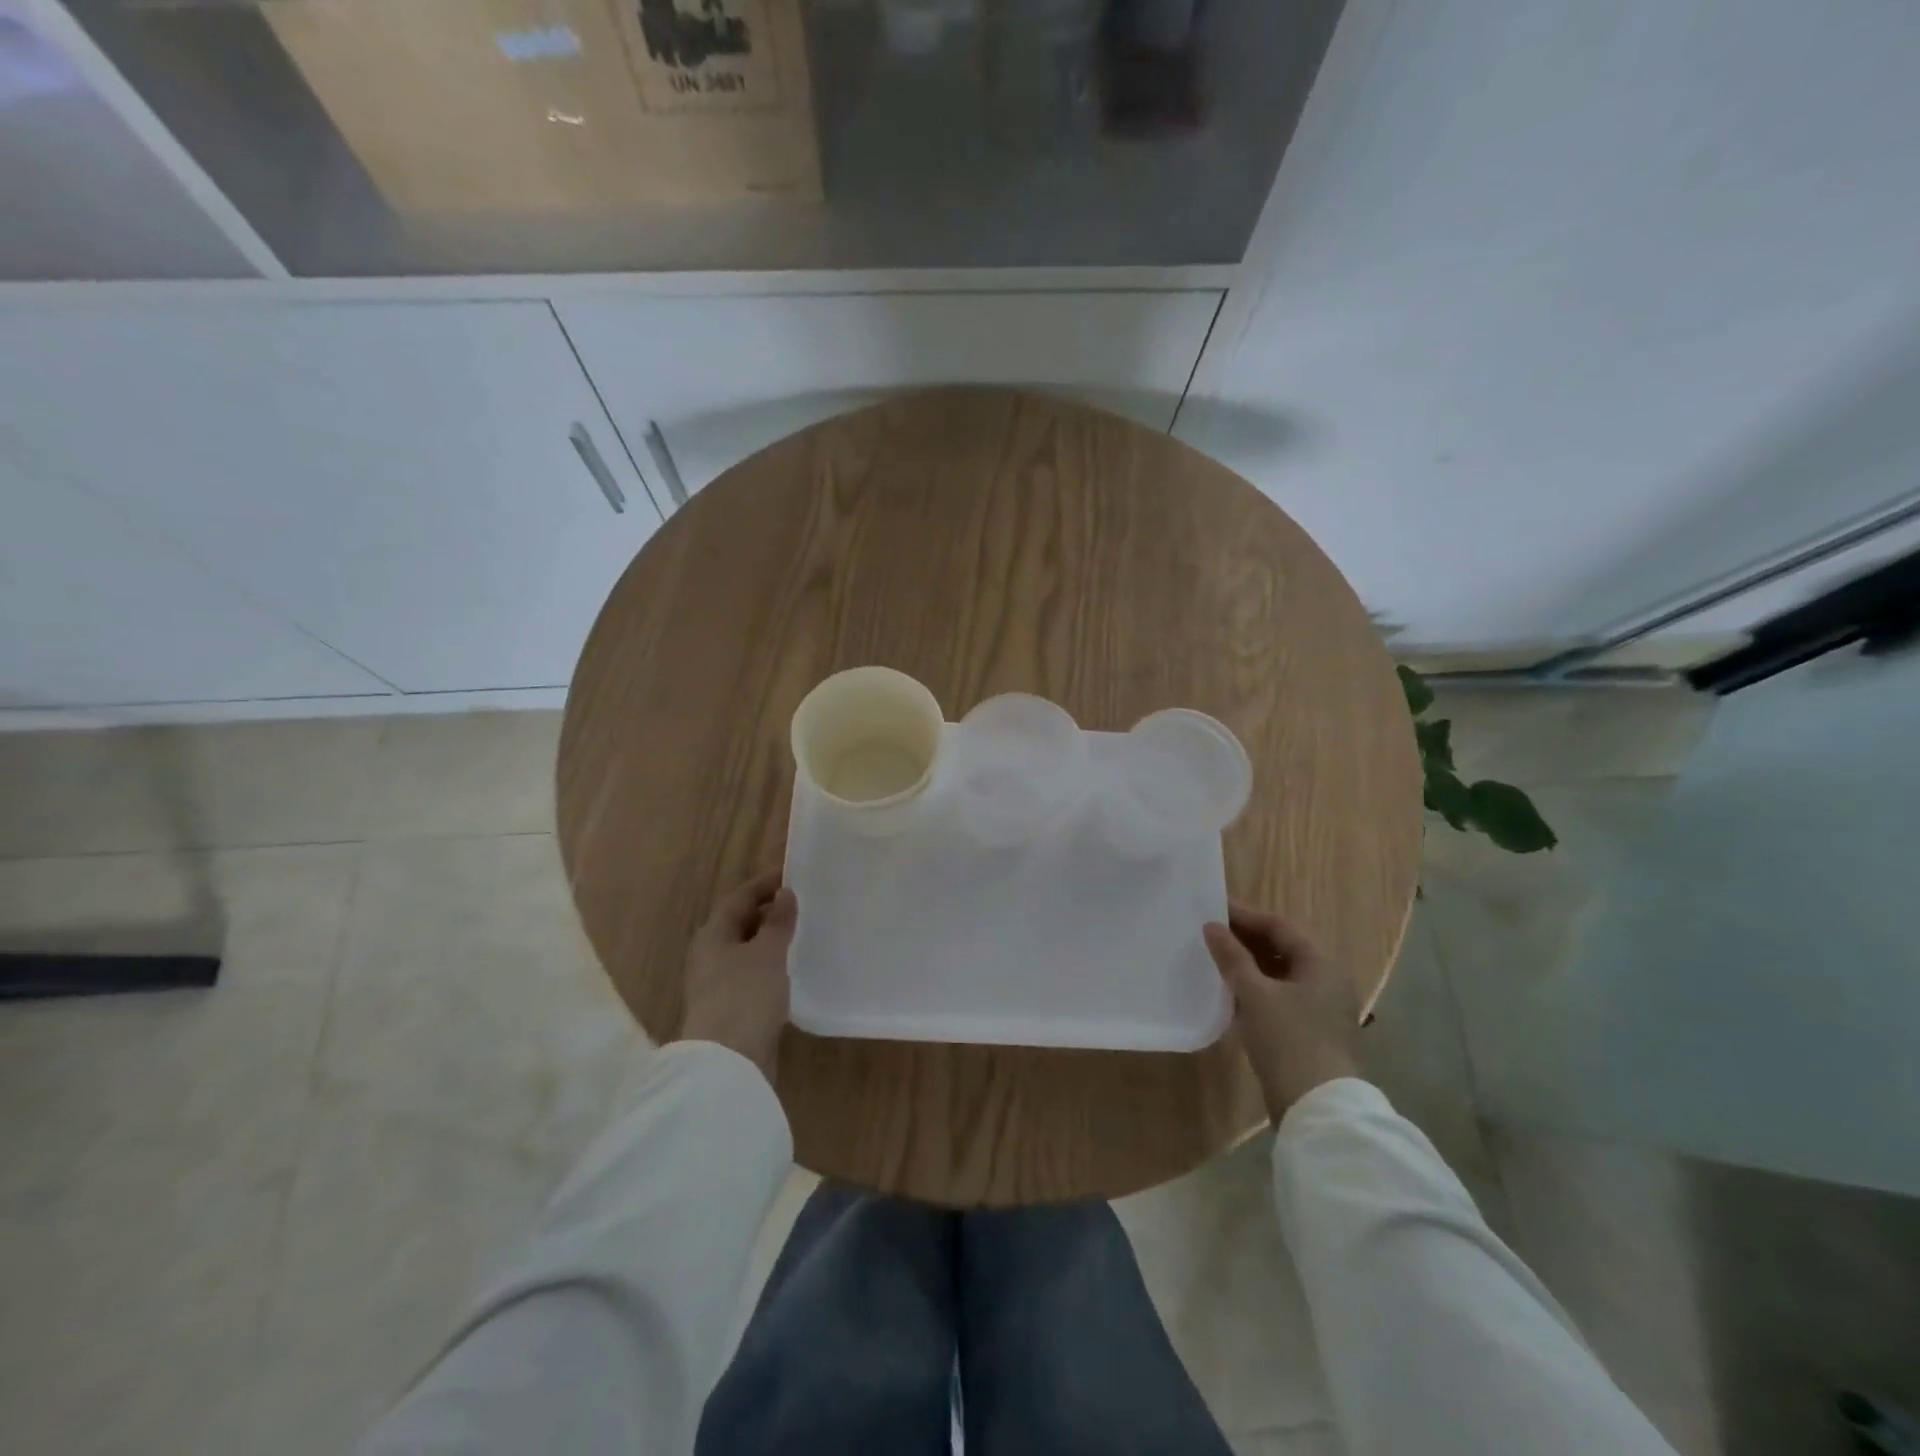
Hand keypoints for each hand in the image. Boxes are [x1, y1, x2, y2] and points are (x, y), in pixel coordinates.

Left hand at [677, 872, 797, 1082]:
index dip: (765, 883)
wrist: (728, 1061)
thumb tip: (784, 893)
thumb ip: (778, 922)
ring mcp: (717, 983)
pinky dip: (770, 964)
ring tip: (801, 931)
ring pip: (746, 950)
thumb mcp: (767, 953)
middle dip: (768, 911)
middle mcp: (710, 955)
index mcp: (713, 935)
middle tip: (802, 901)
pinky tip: (790, 968)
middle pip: (739, 923)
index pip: (740, 898)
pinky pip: (751, 974)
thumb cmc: (745, 996)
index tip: (792, 873)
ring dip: (770, 939)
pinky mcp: (730, 1008)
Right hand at [1203, 902, 1360, 1122]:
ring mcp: (1317, 1008)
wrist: (1317, 1108)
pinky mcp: (1307, 1031)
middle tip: (1207, 932)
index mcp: (1321, 963)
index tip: (1212, 908)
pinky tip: (1226, 992)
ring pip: (1277, 974)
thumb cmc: (1289, 1039)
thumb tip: (1212, 926)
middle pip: (1280, 948)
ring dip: (1246, 965)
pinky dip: (1252, 990)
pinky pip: (1276, 997)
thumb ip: (1232, 957)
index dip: (1245, 915)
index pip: (1280, 926)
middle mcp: (1324, 980)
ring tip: (1211, 958)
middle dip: (1244, 939)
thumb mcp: (1255, 994)